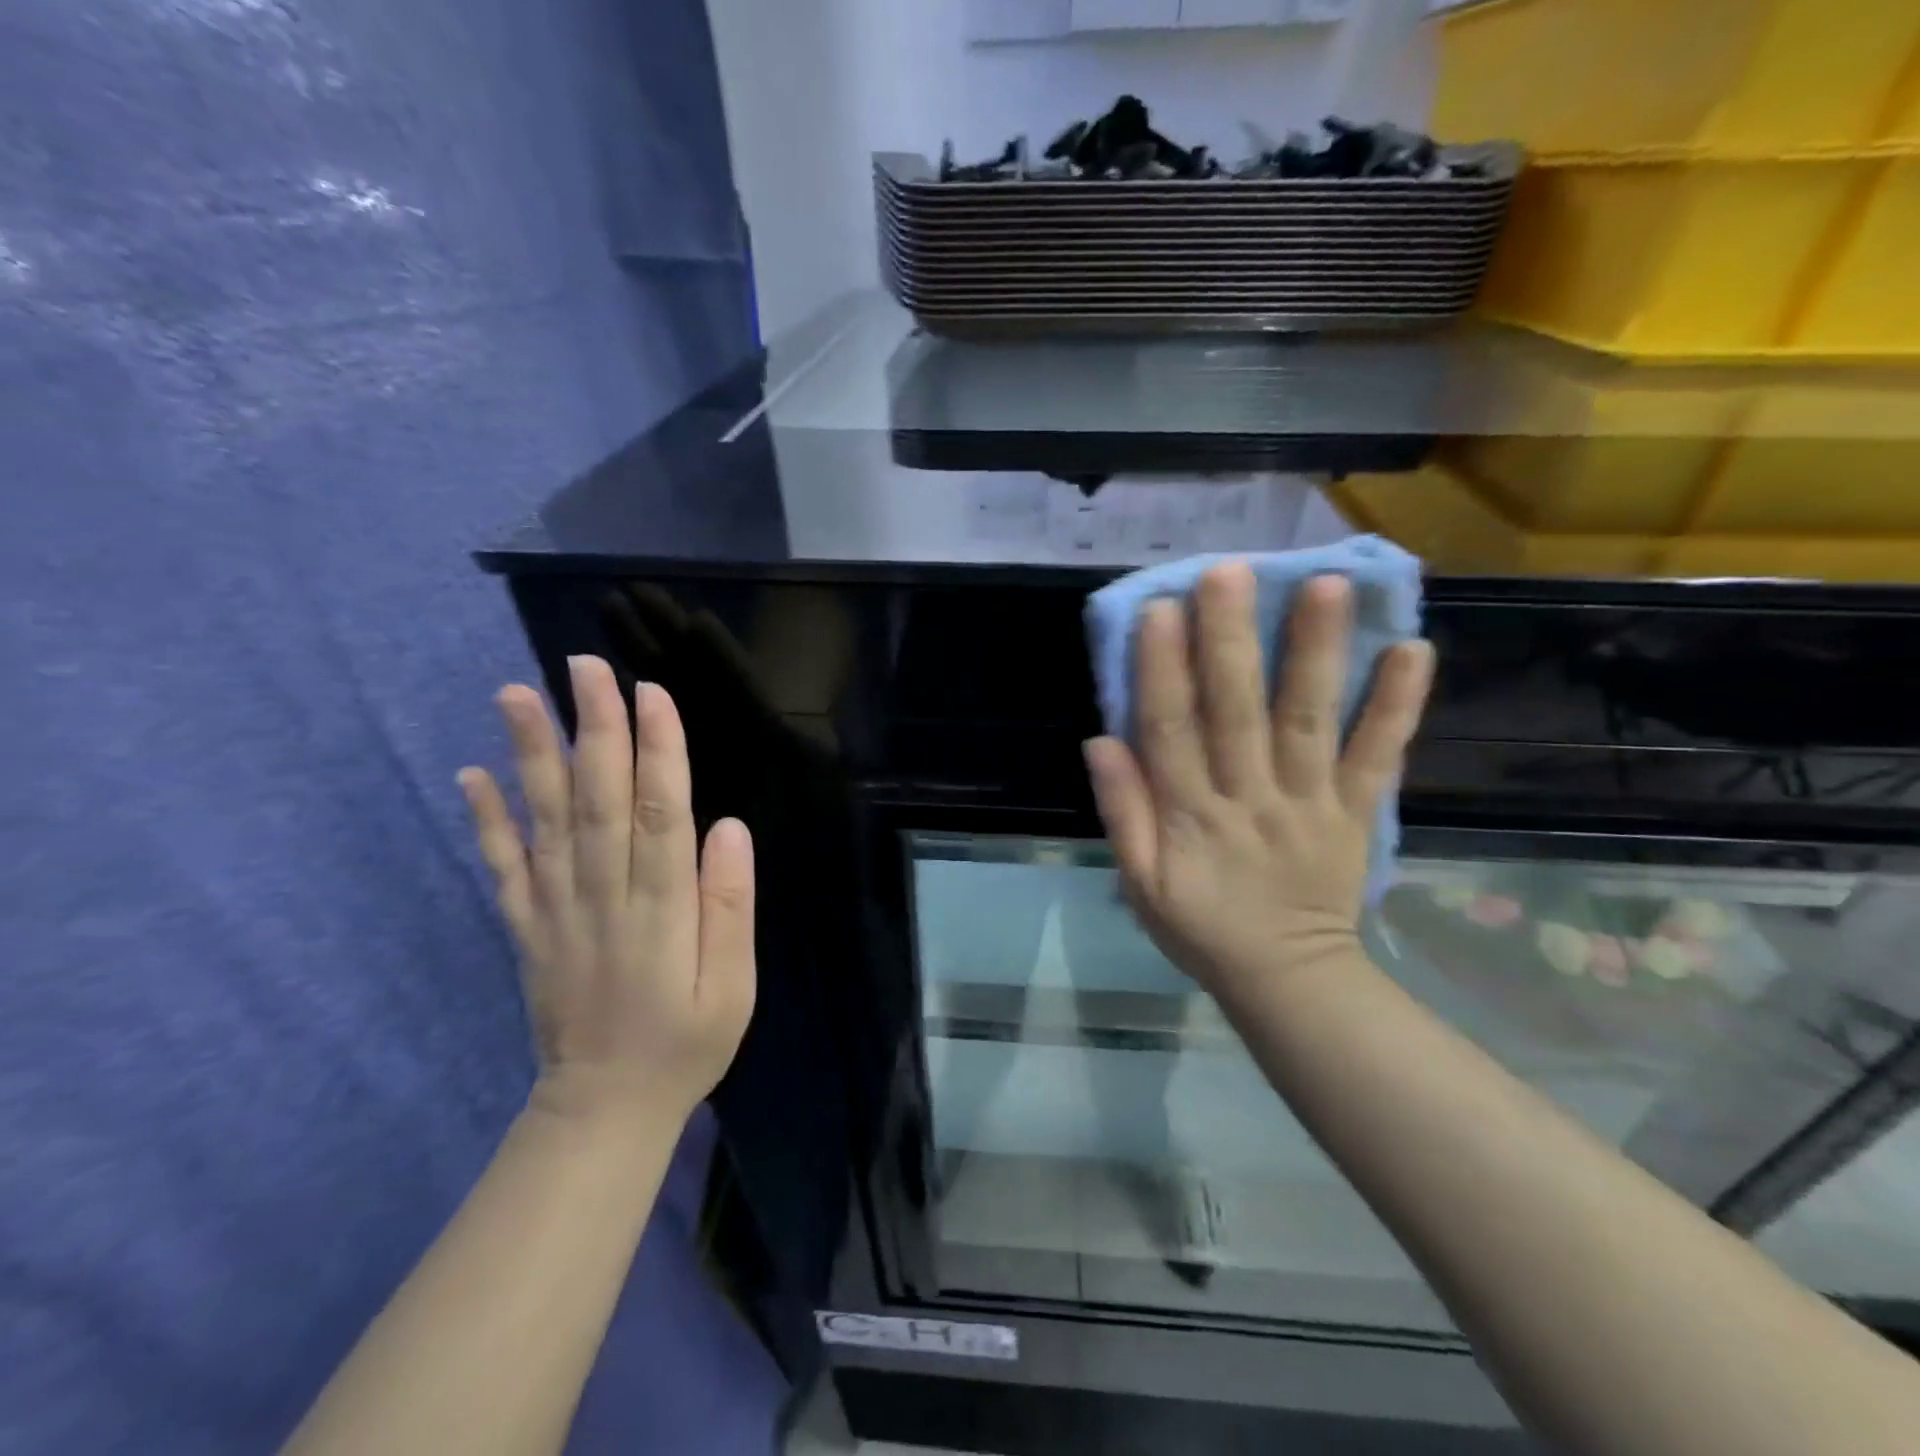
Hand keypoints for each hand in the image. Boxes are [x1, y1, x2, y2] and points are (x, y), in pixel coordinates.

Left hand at [458, 657, 755, 1127]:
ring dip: (532, 754)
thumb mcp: (734, 986)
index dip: (657, 750)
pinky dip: (487, 819)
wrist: (604, 1110)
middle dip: (595, 727)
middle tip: (586, 666)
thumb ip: (730, 905)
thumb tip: (728, 828)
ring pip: (545, 820)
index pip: (659, 814)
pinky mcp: (526, 928)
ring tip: (518, 694)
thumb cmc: (686, 1043)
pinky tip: (473, 772)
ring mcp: (555, 912)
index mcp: (661, 911)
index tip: (651, 693)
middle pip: (598, 800)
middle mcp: (603, 899)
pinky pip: (503, 867)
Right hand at [1084, 564, 1433, 1006]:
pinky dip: (1396, 707)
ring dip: (1318, 653)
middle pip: (1238, 712)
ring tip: (1327, 586)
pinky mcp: (1357, 812)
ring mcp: (1311, 803)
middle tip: (1231, 572)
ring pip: (1310, 721)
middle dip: (1232, 640)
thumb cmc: (1201, 928)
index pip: (1172, 732)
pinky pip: (1377, 757)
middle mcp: (1251, 798)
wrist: (1289, 979)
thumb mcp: (1140, 885)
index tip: (1159, 610)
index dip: (1163, 670)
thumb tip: (1103, 741)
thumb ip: (1123, 813)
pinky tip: (1413, 651)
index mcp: (1192, 817)